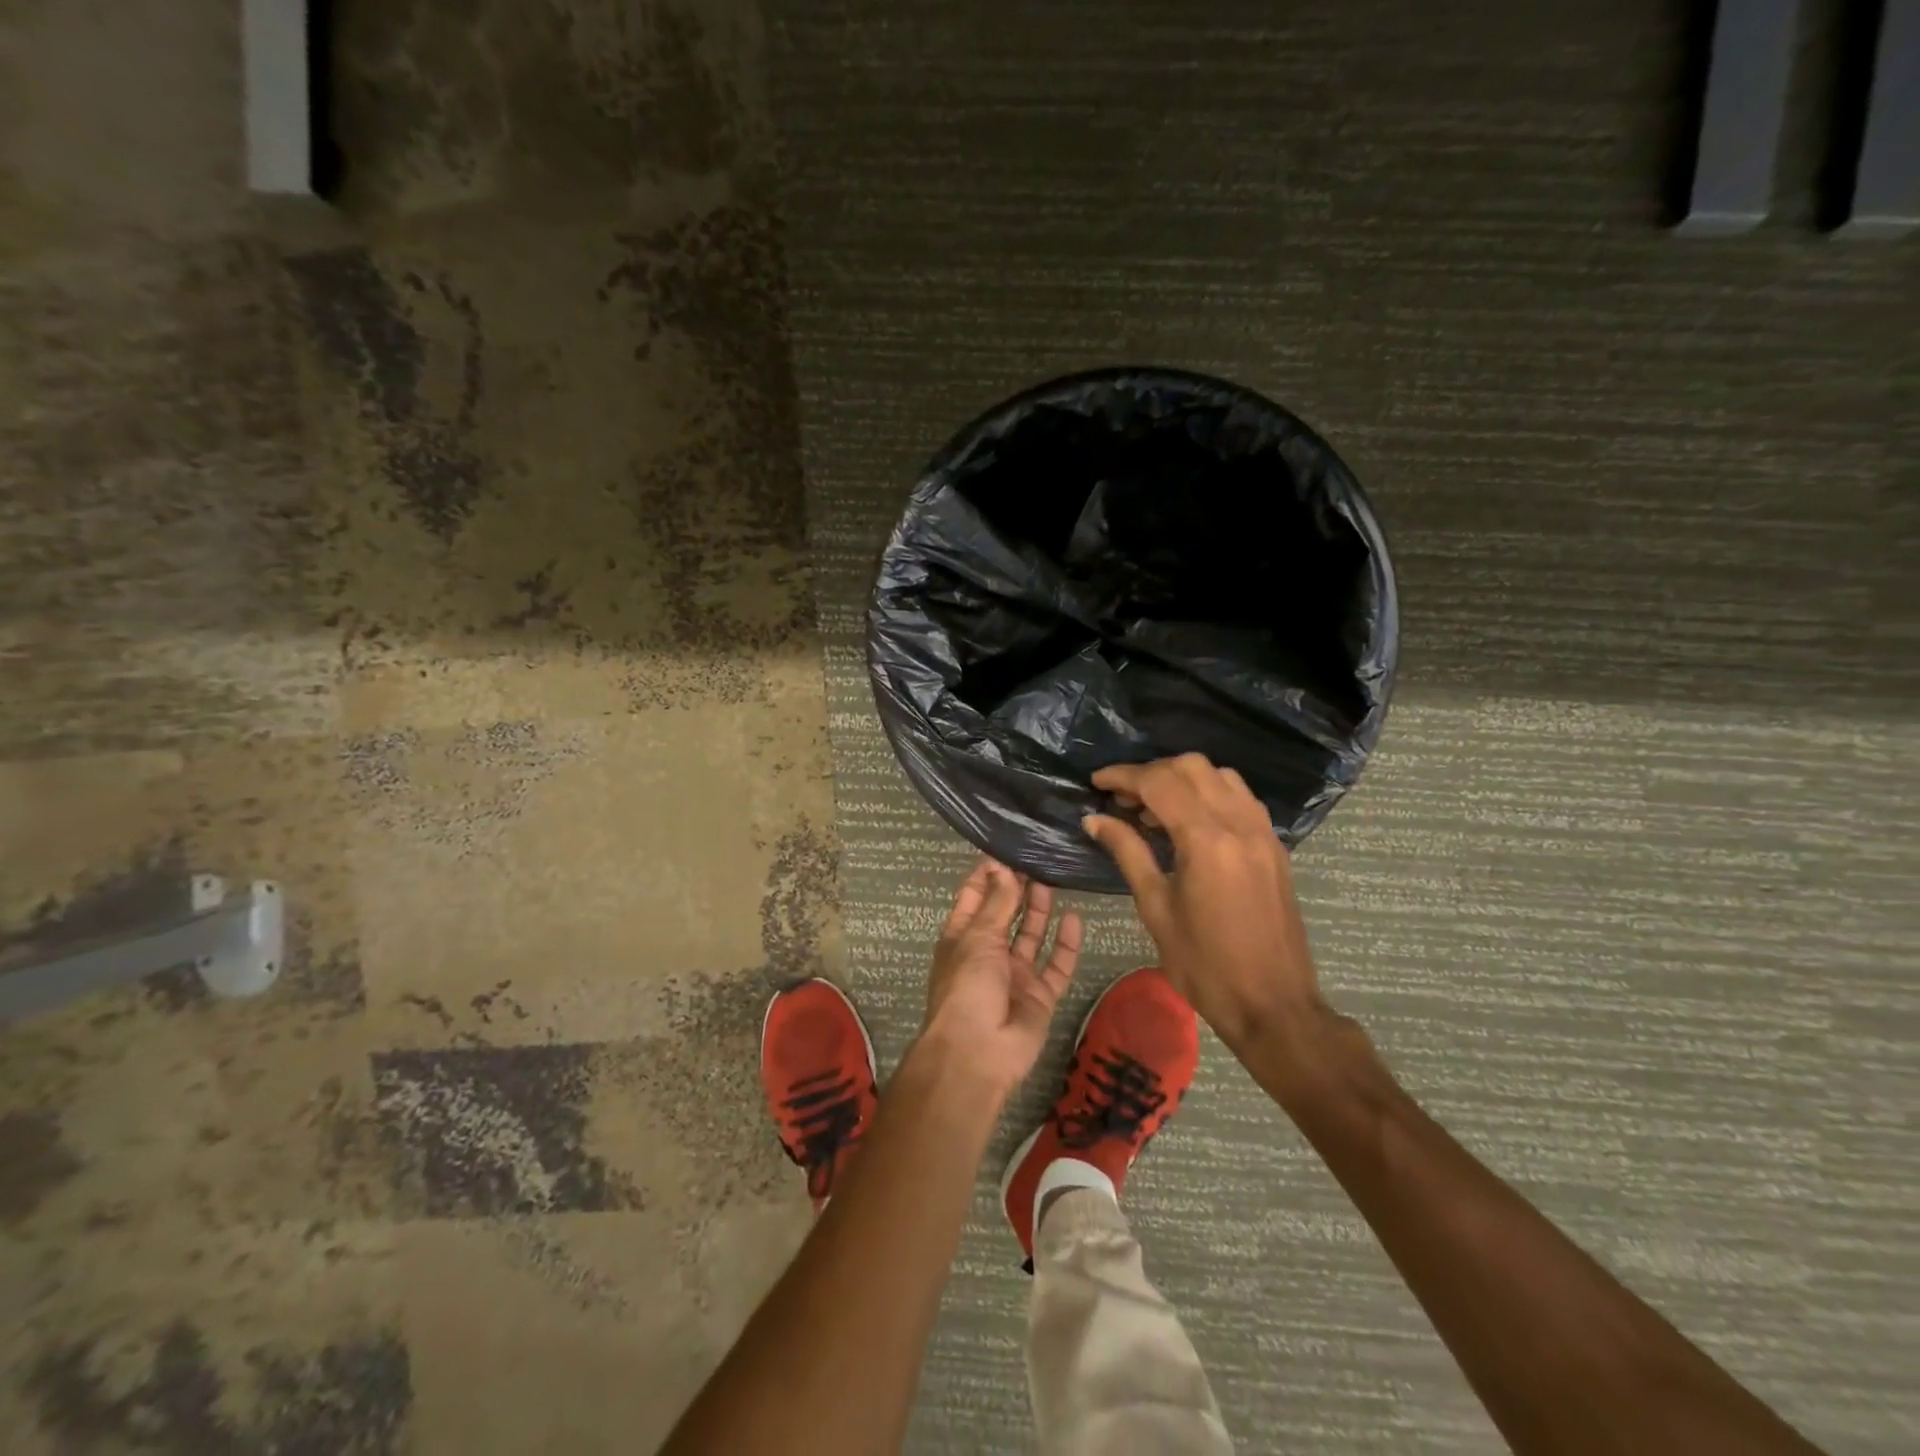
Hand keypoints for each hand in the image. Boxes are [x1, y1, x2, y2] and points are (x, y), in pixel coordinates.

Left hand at [918, 858, 1082, 1098]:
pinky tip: (1075, 919)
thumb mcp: (978, 937)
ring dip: (1039, 911)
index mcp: (962, 939)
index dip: (986, 876)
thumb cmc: (967, 987)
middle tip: (1036, 861)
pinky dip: (1065, 945)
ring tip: (1052, 880)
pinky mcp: (1040, 996)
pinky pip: (1056, 966)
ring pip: (1031, 937)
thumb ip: (996, 903)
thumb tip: (1001, 867)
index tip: (1004, 850)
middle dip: (1017, 889)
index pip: (973, 899)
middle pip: (1005, 915)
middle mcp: (988, 954)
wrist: (979, 1054)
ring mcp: (1015, 976)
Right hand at [1083, 754, 1319, 1048]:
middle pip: (1191, 767)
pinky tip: (1190, 822)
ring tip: (1154, 810)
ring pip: (1220, 775)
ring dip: (1182, 779)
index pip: (1159, 783)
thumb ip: (1128, 853)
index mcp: (1206, 840)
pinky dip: (1210, 793)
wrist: (1273, 1004)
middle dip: (1151, 772)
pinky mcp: (1274, 846)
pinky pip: (1240, 797)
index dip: (1123, 776)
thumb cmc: (1204, 964)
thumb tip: (1094, 819)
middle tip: (1124, 800)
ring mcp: (1262, 832)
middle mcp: (1239, 824)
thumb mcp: (1156, 908)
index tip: (1096, 782)